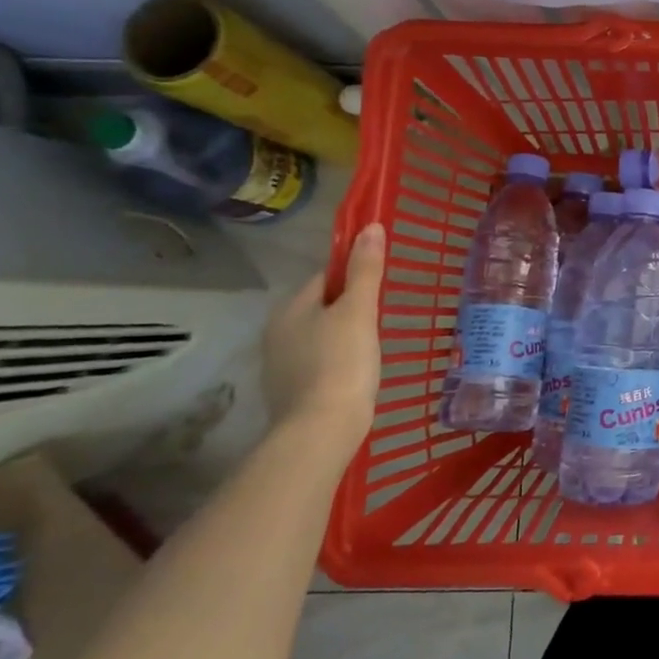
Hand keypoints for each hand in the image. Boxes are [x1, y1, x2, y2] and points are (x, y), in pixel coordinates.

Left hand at [262, 222, 386, 455]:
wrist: (321, 431)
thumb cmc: (342, 362)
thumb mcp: (359, 310)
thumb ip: (365, 270)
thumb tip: (370, 227)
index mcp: (291, 308)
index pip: (324, 277)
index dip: (353, 277)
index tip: (379, 288)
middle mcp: (277, 332)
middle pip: (321, 306)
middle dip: (348, 308)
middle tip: (381, 318)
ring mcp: (280, 365)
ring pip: (319, 335)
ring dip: (343, 335)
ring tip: (373, 346)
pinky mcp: (291, 392)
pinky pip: (318, 362)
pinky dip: (337, 361)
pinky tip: (357, 372)